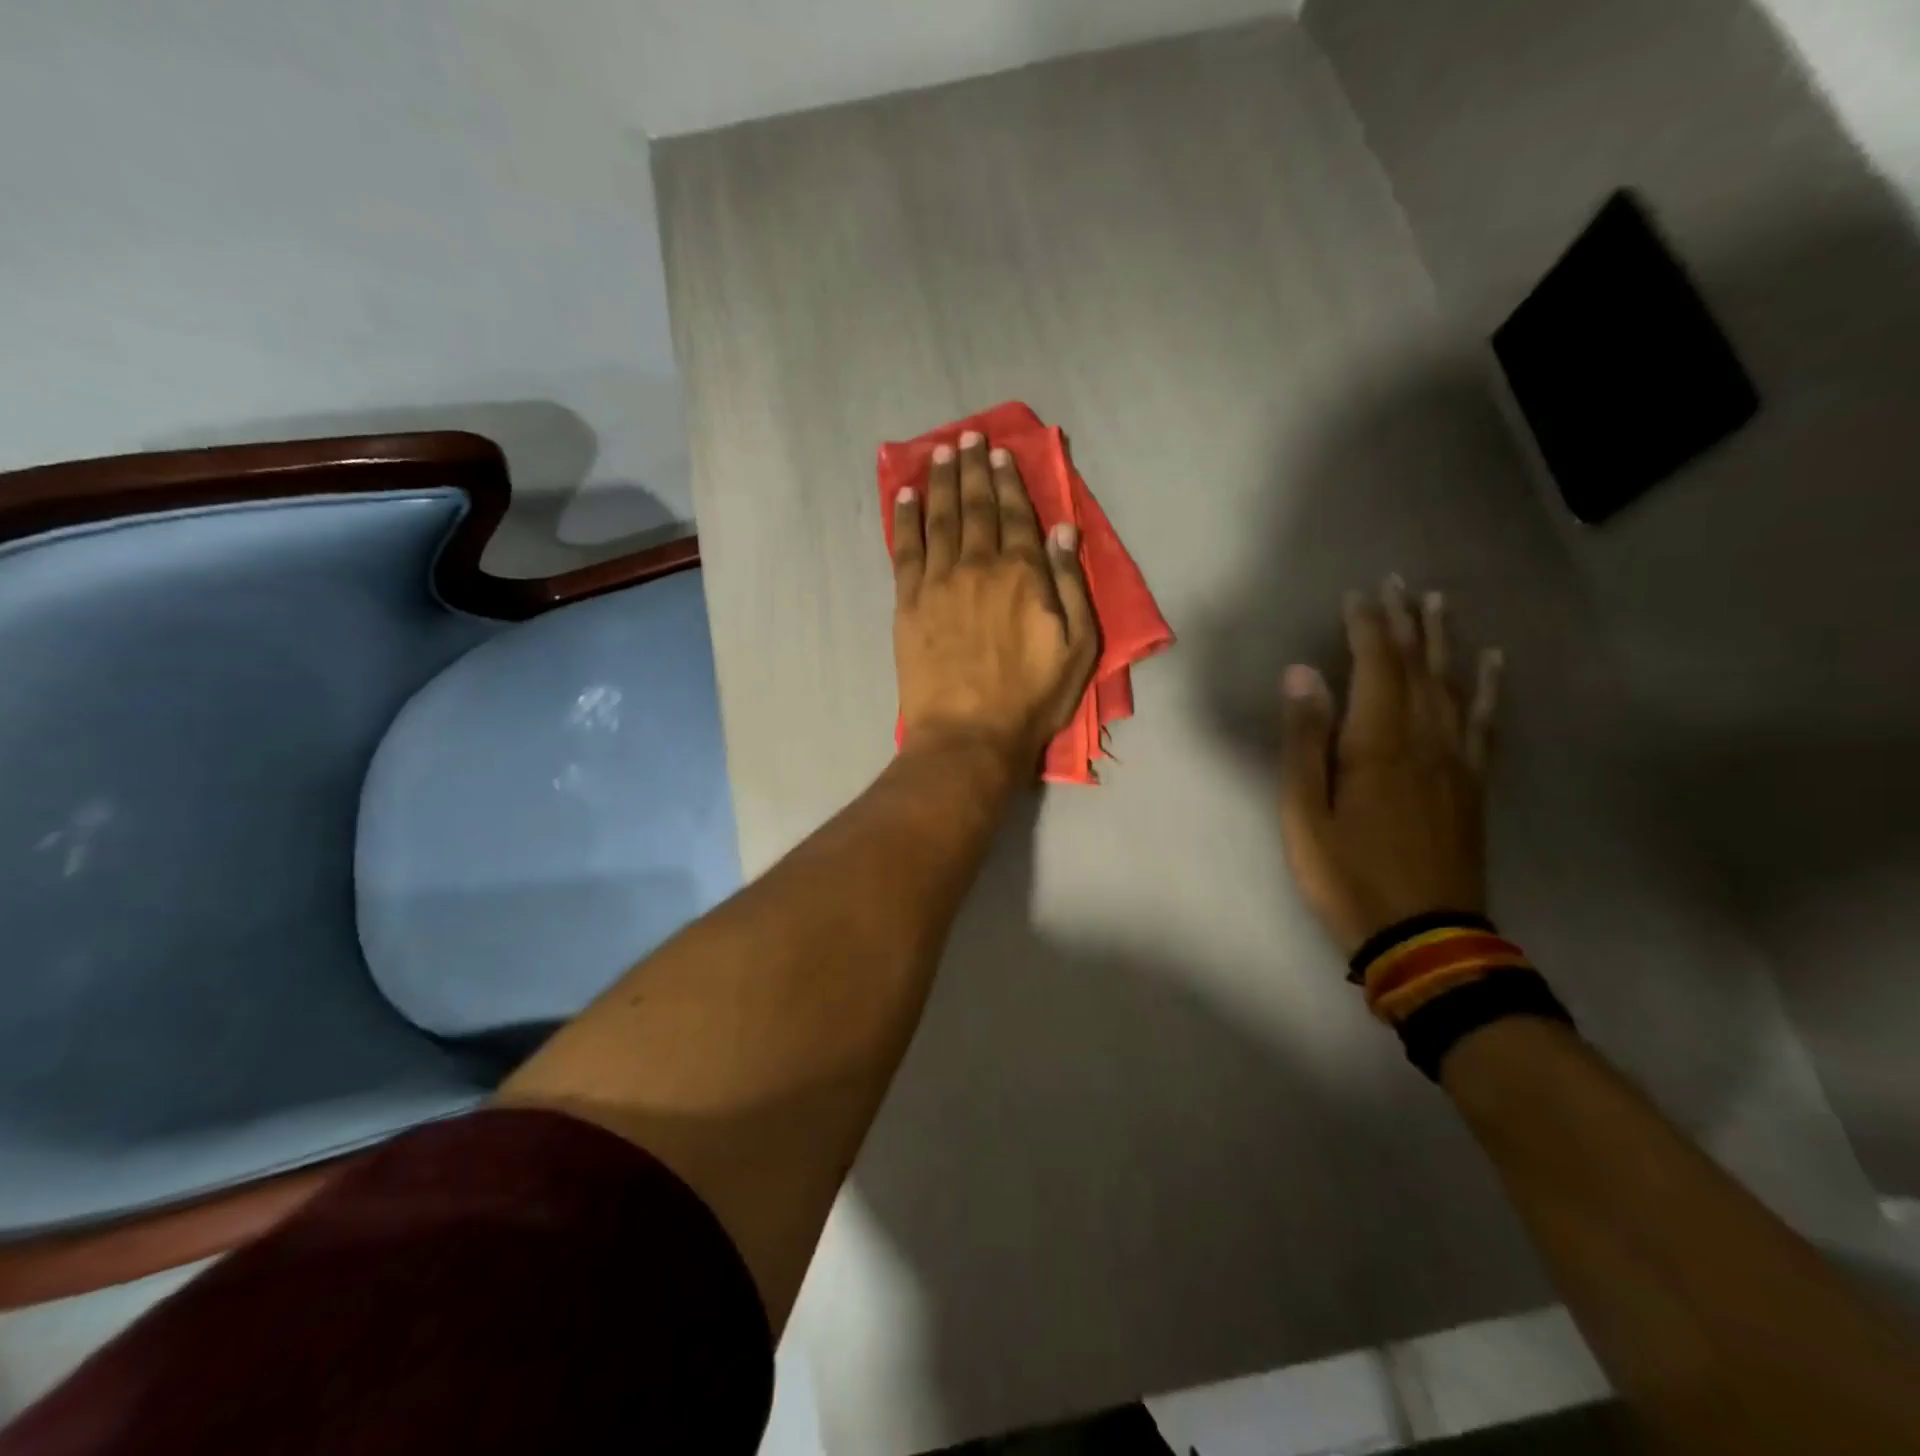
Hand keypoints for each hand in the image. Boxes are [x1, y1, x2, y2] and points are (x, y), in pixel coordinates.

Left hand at [891, 430, 1098, 769]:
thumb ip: (1071, 584)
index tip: (1000, 453)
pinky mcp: (909, 602)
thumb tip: (1064, 529)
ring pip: (940, 519)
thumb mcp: (1078, 647)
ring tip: (940, 452)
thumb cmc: (1031, 698)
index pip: (1017, 516)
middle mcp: (979, 565)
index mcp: (1024, 575)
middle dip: (973, 470)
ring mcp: (939, 582)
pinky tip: (906, 496)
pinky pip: (905, 549)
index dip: (1009, 481)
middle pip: (976, 508)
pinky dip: (905, 519)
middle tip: (967, 438)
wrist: (968, 734)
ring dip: (941, 482)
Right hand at [1277, 577, 1503, 955]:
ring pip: (1453, 685)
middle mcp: (1425, 739)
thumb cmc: (1348, 874)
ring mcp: (1456, 761)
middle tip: (1399, 583)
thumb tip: (1302, 675)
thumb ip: (1303, 742)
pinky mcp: (1473, 784)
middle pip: (1417, 666)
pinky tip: (1492, 664)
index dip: (1367, 626)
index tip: (1359, 594)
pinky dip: (1488, 687)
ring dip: (1445, 641)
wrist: (1423, 936)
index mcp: (1378, 743)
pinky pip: (1485, 723)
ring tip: (1440, 603)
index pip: (1375, 666)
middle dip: (1406, 621)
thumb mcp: (1305, 813)